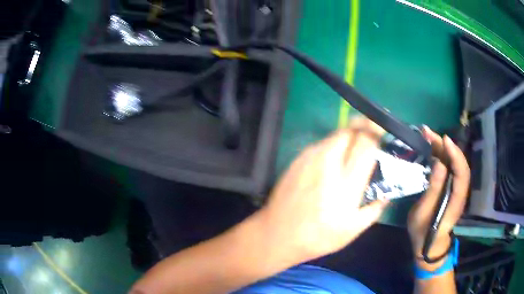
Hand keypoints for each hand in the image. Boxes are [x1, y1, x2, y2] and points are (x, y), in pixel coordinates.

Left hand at [257, 118, 388, 263]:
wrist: (277, 235)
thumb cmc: (317, 237)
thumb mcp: (352, 230)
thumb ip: (374, 209)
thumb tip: (386, 193)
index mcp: (346, 182)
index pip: (365, 142)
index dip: (376, 130)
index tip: (382, 129)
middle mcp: (328, 163)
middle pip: (349, 130)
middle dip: (362, 128)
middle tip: (369, 137)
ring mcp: (309, 158)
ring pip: (334, 135)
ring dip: (347, 137)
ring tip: (352, 151)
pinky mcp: (297, 160)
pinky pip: (320, 145)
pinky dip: (331, 147)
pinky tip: (331, 163)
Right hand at [408, 126, 469, 266]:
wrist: (429, 245)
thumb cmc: (423, 233)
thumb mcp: (423, 213)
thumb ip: (433, 189)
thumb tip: (439, 163)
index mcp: (456, 201)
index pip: (461, 173)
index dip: (455, 155)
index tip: (443, 139)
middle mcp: (461, 192)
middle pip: (460, 164)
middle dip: (447, 146)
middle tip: (429, 133)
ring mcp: (457, 189)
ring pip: (456, 164)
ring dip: (444, 148)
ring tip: (429, 136)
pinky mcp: (451, 188)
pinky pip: (451, 168)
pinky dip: (443, 155)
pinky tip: (434, 149)